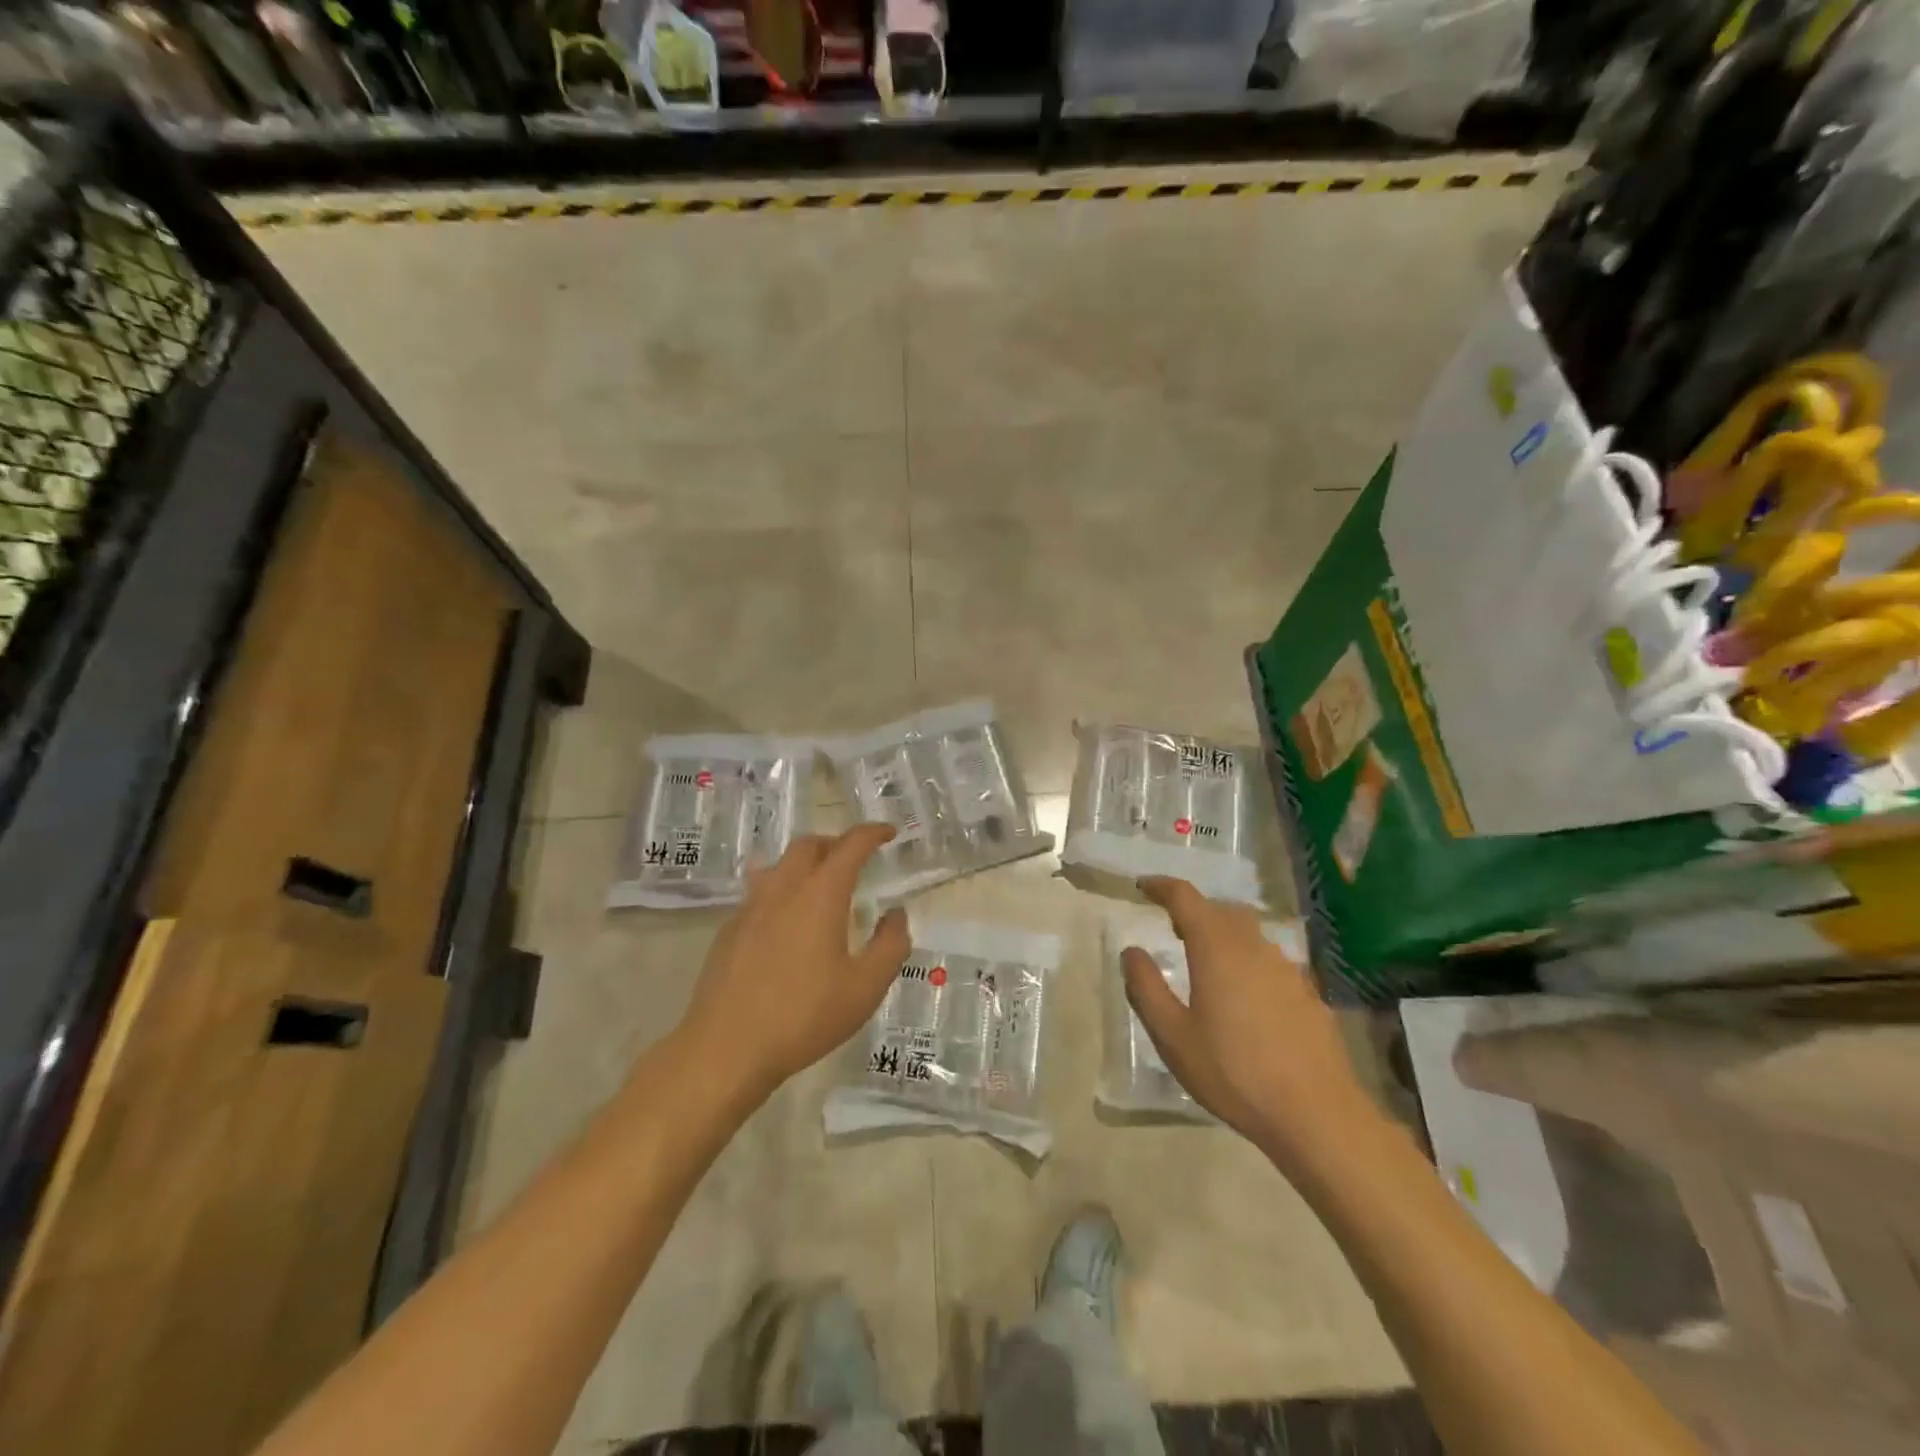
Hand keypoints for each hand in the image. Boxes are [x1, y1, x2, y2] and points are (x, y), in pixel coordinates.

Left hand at [677, 824, 910, 1104]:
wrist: (726, 1048)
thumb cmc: (804, 1016)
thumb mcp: (865, 987)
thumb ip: (890, 946)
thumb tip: (896, 915)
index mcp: (820, 894)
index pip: (850, 845)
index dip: (872, 833)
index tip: (888, 833)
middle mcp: (783, 889)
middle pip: (809, 845)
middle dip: (836, 843)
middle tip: (855, 859)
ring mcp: (751, 907)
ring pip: (780, 865)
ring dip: (805, 863)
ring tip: (821, 886)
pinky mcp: (729, 930)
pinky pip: (760, 892)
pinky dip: (782, 891)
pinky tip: (788, 923)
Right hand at [1121, 877, 1378, 1168]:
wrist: (1317, 1114)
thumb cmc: (1234, 1073)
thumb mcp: (1173, 1036)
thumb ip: (1146, 988)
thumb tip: (1131, 951)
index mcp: (1216, 948)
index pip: (1185, 897)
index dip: (1162, 887)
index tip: (1143, 887)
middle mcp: (1253, 946)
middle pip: (1220, 910)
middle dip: (1193, 910)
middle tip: (1171, 926)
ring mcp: (1287, 968)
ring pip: (1248, 933)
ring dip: (1222, 934)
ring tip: (1206, 961)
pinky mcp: (1308, 992)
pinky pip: (1270, 960)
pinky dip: (1248, 960)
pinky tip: (1245, 996)